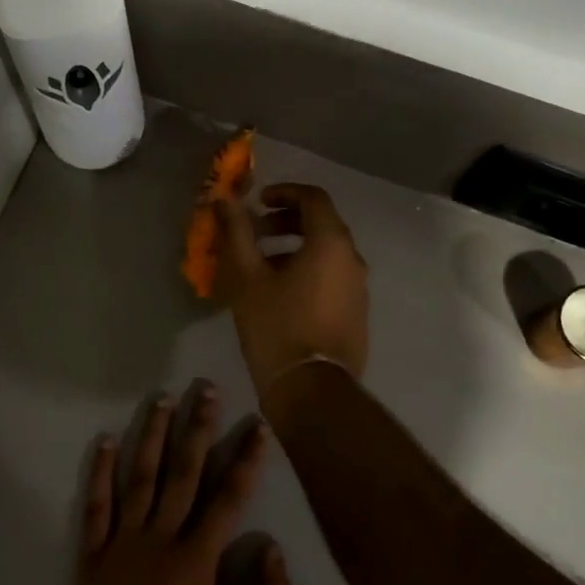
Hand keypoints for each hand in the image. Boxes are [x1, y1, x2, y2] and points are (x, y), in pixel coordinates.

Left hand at [69, 383, 291, 584]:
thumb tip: (276, 549)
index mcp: (196, 558)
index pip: (228, 497)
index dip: (245, 460)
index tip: (257, 426)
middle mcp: (160, 538)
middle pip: (183, 472)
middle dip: (198, 428)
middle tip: (206, 390)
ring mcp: (122, 543)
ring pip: (139, 477)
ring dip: (151, 435)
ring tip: (161, 398)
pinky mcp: (92, 555)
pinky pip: (95, 507)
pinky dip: (99, 473)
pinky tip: (104, 440)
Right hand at [217, 183, 369, 394]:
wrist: (312, 391)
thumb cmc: (277, 327)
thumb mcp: (247, 277)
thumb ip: (237, 233)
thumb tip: (225, 200)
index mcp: (331, 243)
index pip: (313, 198)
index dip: (284, 192)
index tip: (258, 202)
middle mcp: (352, 259)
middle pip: (321, 224)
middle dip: (285, 222)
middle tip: (254, 233)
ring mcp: (358, 289)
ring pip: (326, 253)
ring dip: (294, 248)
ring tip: (260, 266)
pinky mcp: (356, 313)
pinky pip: (331, 277)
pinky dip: (307, 270)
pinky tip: (279, 294)